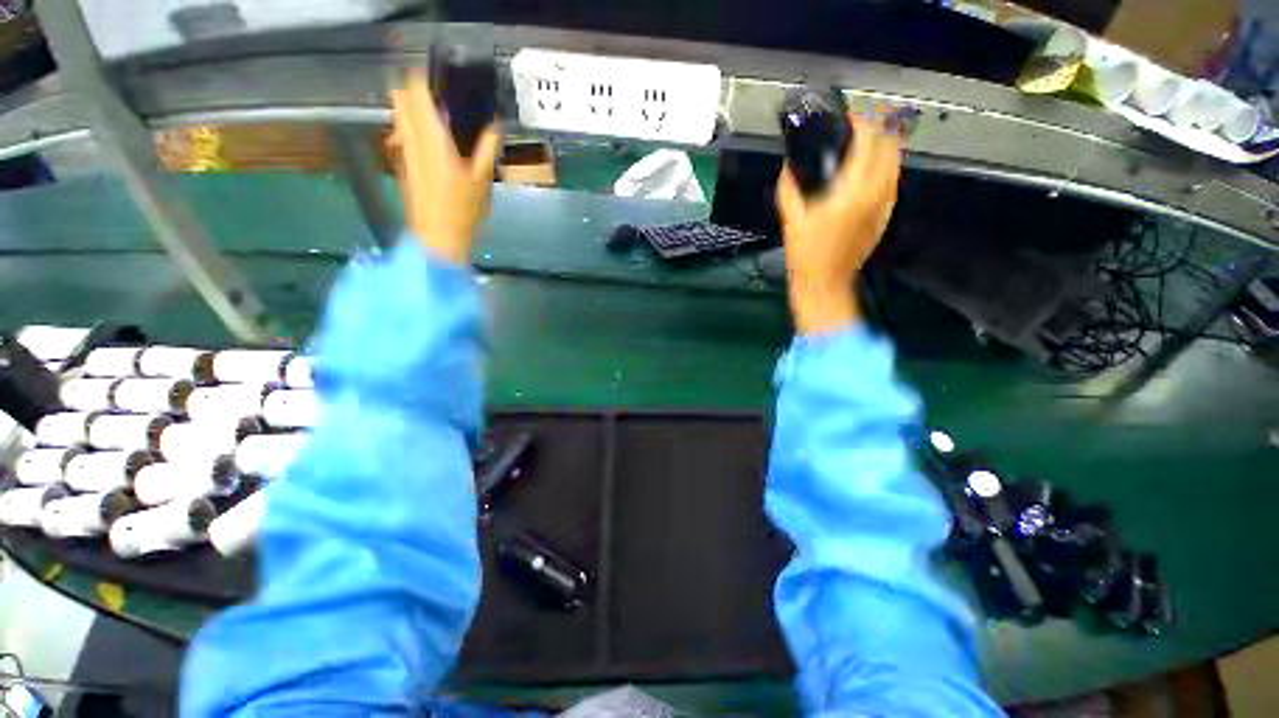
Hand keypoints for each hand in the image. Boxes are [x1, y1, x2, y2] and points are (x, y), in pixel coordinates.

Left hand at [389, 70, 501, 263]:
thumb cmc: (462, 209)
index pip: (415, 91)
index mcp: (430, 137)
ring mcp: (403, 151)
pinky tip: (437, 147)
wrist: (438, 236)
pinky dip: (415, 129)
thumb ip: (488, 147)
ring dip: (416, 110)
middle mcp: (410, 138)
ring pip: (400, 116)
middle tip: (444, 103)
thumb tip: (494, 125)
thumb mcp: (483, 178)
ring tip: (443, 123)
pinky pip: (404, 134)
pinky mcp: (403, 164)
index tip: (445, 81)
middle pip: (401, 98)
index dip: (426, 79)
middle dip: (418, 92)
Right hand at [775, 114, 902, 334]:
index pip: (868, 143)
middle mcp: (875, 194)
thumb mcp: (792, 220)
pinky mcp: (885, 217)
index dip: (861, 123)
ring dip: (885, 149)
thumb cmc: (806, 254)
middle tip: (860, 129)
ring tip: (866, 147)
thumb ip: (789, 190)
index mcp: (851, 192)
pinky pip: (892, 184)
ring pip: (896, 164)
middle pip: (890, 148)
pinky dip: (885, 170)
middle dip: (878, 131)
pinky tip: (870, 173)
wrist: (825, 282)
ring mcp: (884, 206)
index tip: (850, 118)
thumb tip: (788, 169)